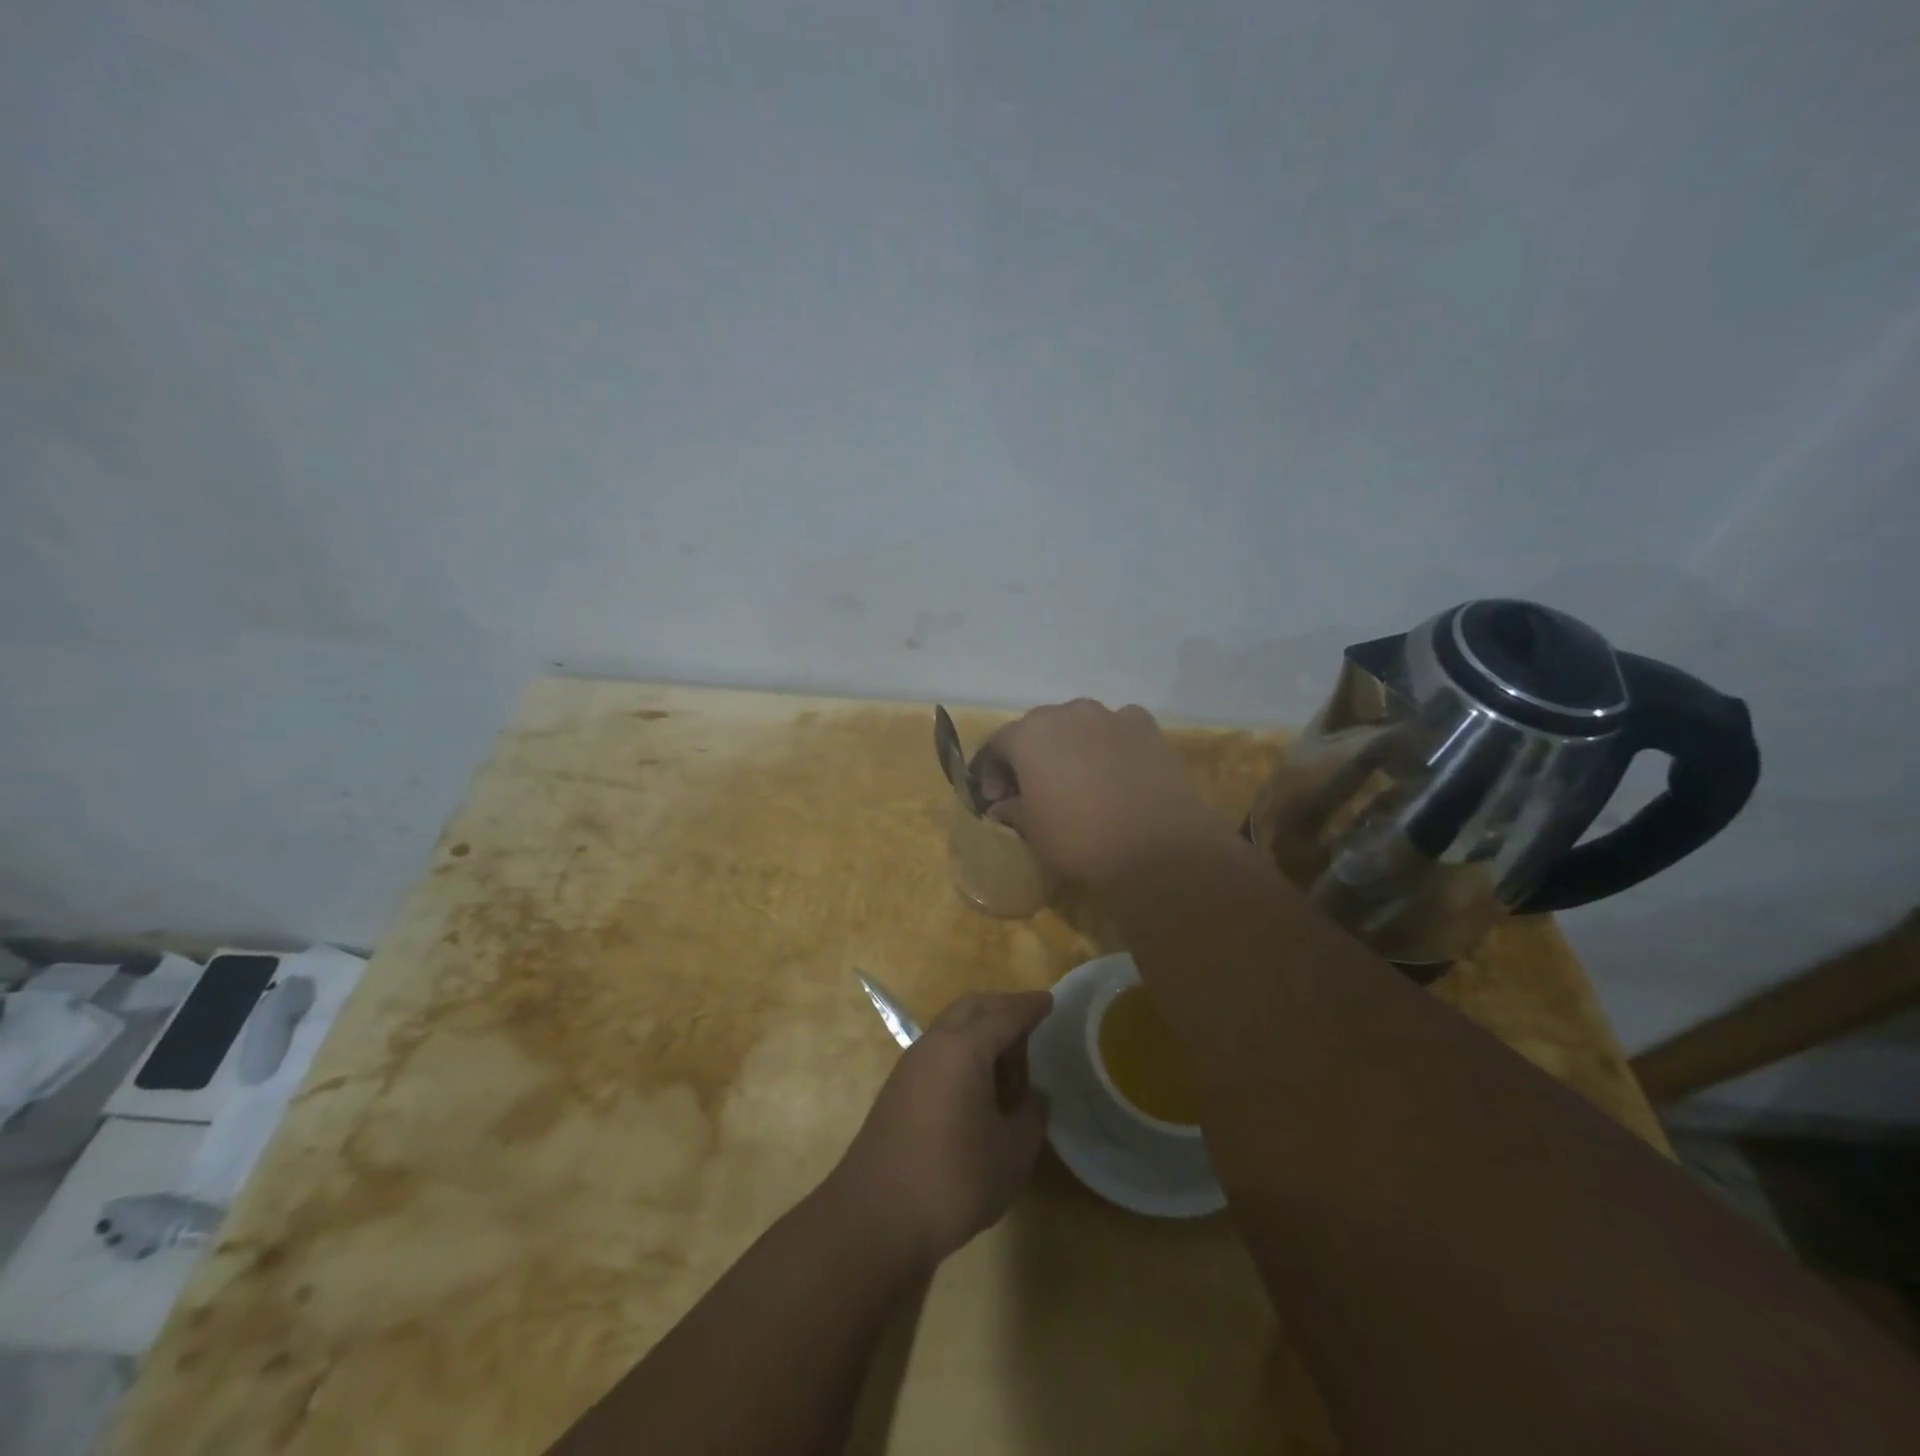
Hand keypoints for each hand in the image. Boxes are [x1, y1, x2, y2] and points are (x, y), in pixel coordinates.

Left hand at [832, 991, 1052, 1267]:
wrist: (874, 1217)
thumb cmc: (953, 1180)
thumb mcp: (1012, 1153)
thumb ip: (1031, 1115)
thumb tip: (1034, 1096)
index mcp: (964, 1048)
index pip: (1004, 1015)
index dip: (1030, 1007)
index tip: (1049, 1000)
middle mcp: (934, 1044)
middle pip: (972, 1008)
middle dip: (1002, 1007)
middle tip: (1030, 1021)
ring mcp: (910, 1065)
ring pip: (951, 1026)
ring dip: (980, 1029)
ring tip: (1008, 1059)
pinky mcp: (898, 1089)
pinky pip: (938, 1050)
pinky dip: (963, 1050)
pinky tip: (977, 1083)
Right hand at [980, 699, 1230, 886]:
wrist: (1159, 845)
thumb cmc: (1081, 838)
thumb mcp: (1033, 832)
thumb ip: (1011, 810)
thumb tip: (1002, 805)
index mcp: (1029, 734)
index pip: (996, 745)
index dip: (990, 772)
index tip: (994, 800)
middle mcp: (1066, 712)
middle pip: (1037, 729)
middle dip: (1029, 757)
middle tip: (1031, 790)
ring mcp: (1109, 715)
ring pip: (1078, 725)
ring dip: (1070, 747)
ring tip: (1077, 780)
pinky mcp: (1146, 726)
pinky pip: (1117, 729)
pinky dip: (1109, 744)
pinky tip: (1115, 770)